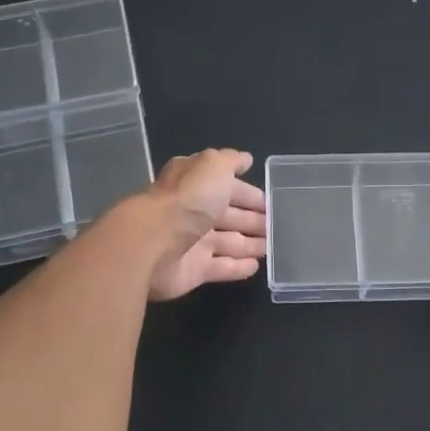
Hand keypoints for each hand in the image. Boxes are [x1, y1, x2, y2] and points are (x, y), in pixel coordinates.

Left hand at [142, 149, 267, 300]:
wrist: (153, 244)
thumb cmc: (188, 200)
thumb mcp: (213, 166)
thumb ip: (230, 161)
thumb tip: (246, 159)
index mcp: (194, 183)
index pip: (226, 185)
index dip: (248, 193)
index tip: (270, 201)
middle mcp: (191, 211)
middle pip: (227, 215)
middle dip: (251, 219)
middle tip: (276, 225)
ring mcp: (192, 242)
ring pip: (227, 242)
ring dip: (249, 243)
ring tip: (272, 246)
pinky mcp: (192, 271)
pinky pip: (221, 268)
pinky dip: (238, 267)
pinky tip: (256, 266)